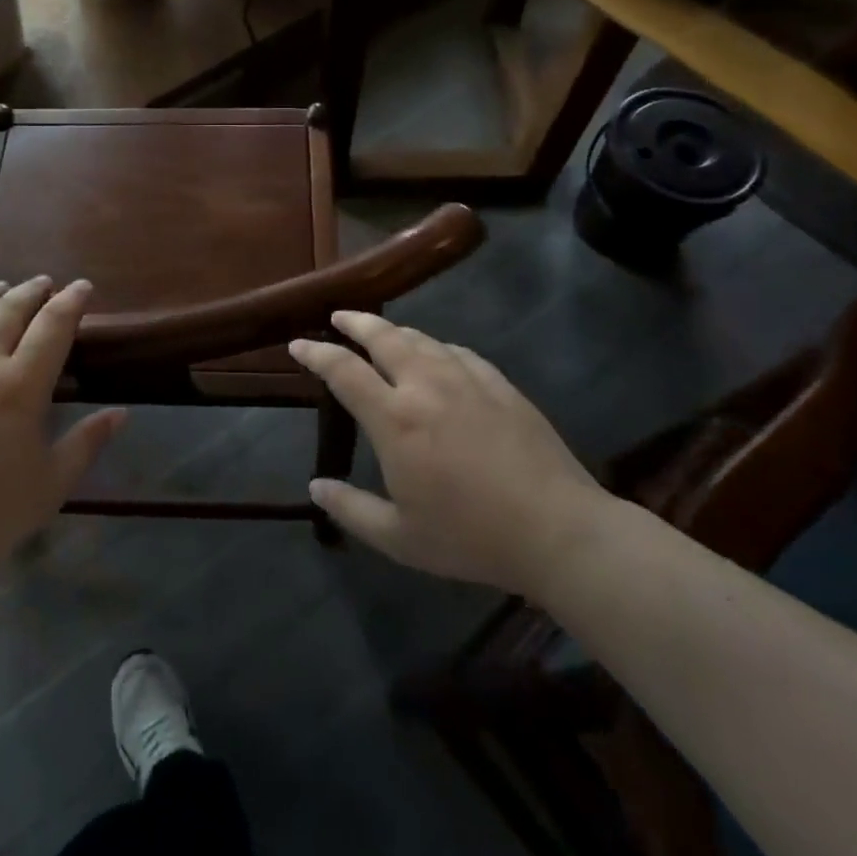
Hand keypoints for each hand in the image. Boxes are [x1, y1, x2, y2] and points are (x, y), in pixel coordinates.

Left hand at [0, 278, 122, 591]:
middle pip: (10, 310)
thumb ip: (86, 445)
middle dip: (32, 291)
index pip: (53, 326)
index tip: (83, 286)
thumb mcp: (48, 489)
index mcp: (20, 386)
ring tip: (3, 288)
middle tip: (45, 283)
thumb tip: (121, 413)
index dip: (71, 301)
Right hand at [290, 311, 610, 598]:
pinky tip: (437, 354)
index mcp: (395, 419)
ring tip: (382, 332)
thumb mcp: (400, 539)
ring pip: (421, 339)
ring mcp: (466, 379)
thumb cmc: (470, 537)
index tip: (298, 344)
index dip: (316, 353)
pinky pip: (457, 352)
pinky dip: (436, 347)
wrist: (558, 529)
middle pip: (383, 337)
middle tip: (339, 316)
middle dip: (355, 322)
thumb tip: (316, 487)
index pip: (343, 371)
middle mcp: (426, 385)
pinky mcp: (499, 384)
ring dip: (394, 331)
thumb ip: (351, 509)